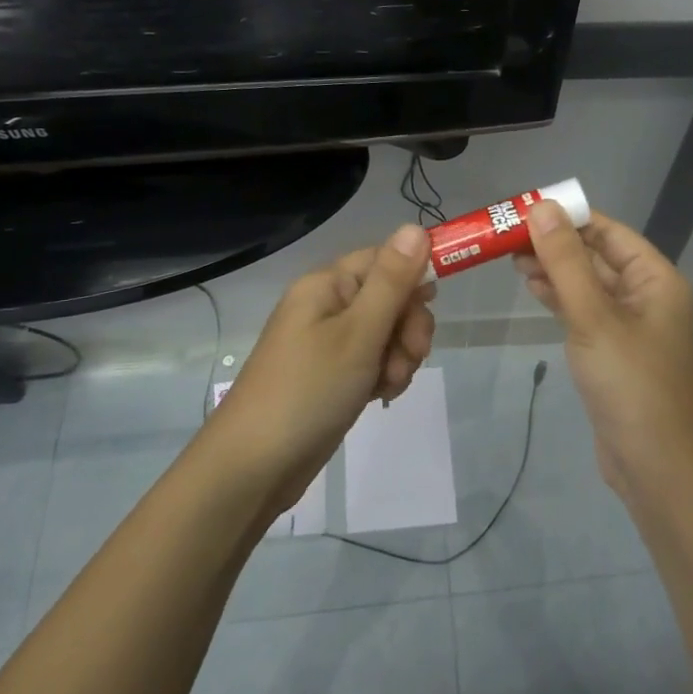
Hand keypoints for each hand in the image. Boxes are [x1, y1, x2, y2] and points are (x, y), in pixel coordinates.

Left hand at [205, 224, 435, 511]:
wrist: (255, 466)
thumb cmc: (309, 390)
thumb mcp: (358, 333)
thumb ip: (392, 281)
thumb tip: (415, 226)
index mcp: (327, 285)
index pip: (384, 258)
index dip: (414, 275)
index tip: (437, 302)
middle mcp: (327, 306)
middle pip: (391, 297)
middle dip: (408, 326)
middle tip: (408, 356)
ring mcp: (329, 343)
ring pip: (387, 333)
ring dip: (399, 356)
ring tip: (387, 384)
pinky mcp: (333, 375)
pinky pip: (373, 361)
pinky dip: (384, 376)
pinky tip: (380, 397)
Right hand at [516, 202, 692, 496]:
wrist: (654, 463)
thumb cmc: (629, 382)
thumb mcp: (593, 316)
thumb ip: (566, 262)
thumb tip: (542, 208)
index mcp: (655, 279)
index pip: (610, 231)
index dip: (570, 216)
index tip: (526, 208)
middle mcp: (646, 295)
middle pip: (597, 256)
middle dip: (556, 243)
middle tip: (508, 235)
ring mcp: (629, 325)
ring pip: (588, 284)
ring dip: (555, 270)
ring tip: (511, 258)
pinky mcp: (612, 350)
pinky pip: (585, 311)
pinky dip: (560, 298)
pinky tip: (533, 287)